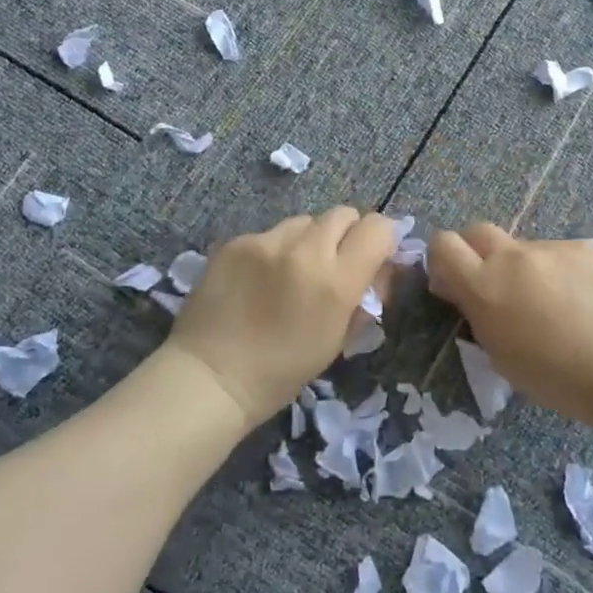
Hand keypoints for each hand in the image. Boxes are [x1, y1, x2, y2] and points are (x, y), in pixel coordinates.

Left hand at [167, 207, 396, 426]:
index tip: (373, 256)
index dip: (381, 239)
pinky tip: (259, 278)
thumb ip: (363, 296)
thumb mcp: (338, 339)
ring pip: (305, 221)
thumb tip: (379, 268)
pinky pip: (270, 233)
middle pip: (343, 214)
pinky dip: (274, 249)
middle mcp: (305, 250)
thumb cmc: (282, 371)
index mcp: (336, 281)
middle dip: (346, 235)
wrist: (210, 377)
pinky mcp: (237, 240)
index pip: (377, 228)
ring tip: (291, 271)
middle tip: (333, 264)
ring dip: (309, 240)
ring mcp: (266, 241)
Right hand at [426, 223, 592, 428]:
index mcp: (486, 285)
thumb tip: (465, 293)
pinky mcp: (588, 247)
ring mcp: (554, 247)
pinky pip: (562, 255)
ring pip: (526, 249)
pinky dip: (562, 273)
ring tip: (557, 306)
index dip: (442, 259)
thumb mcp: (503, 357)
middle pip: (479, 232)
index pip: (444, 245)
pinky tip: (586, 302)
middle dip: (477, 253)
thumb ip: (479, 315)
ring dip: (527, 269)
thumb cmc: (560, 379)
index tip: (453, 284)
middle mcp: (515, 256)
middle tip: (496, 289)